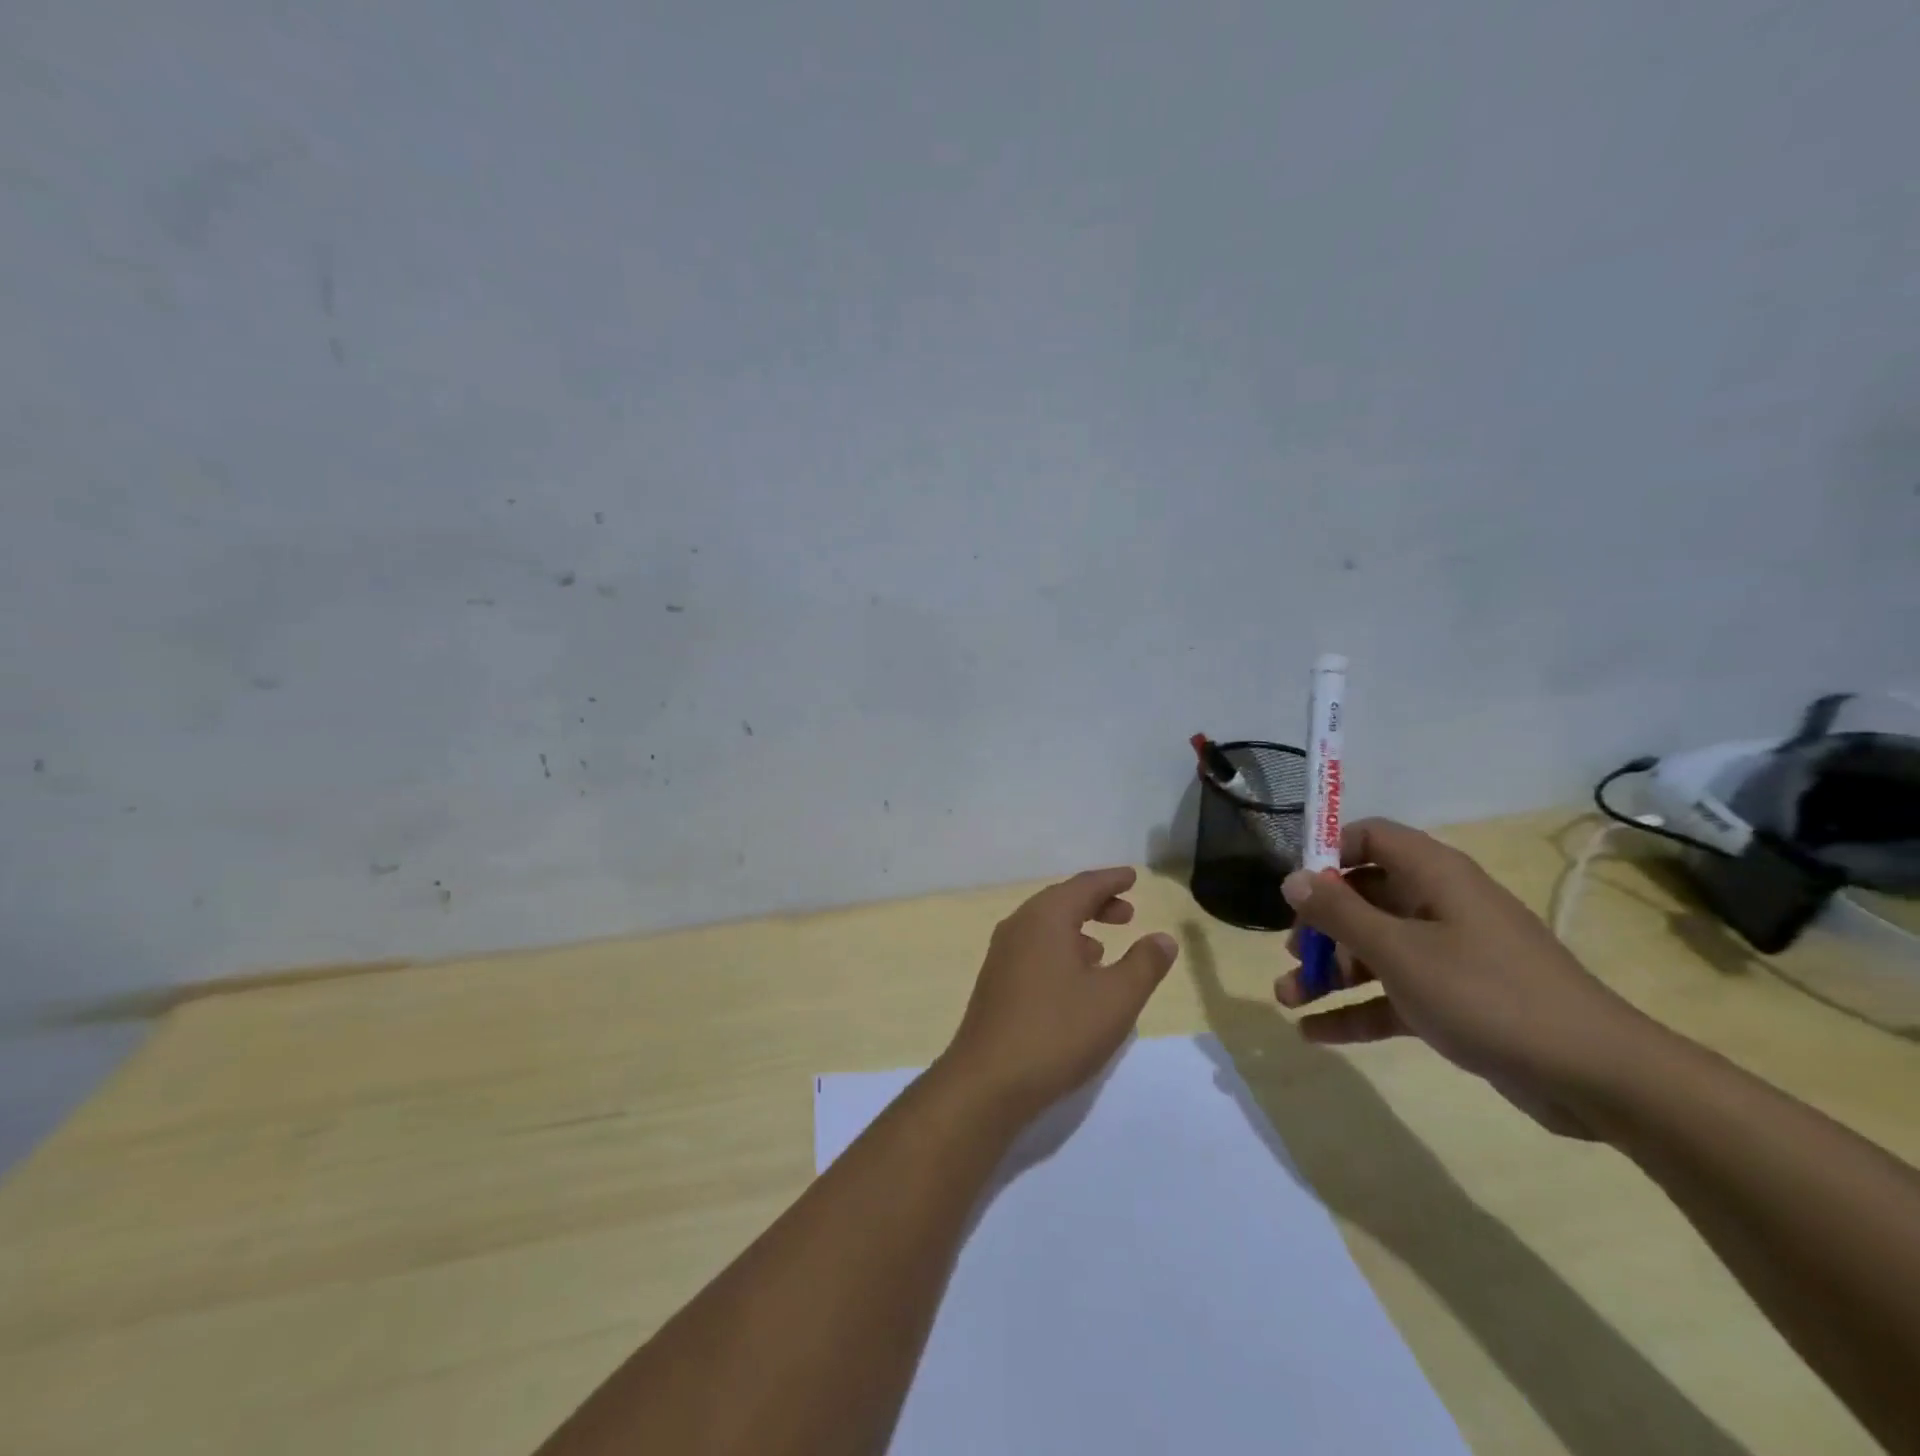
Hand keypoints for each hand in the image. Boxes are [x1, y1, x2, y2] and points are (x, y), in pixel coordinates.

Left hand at [938, 867, 1178, 1125]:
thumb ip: (1144, 964)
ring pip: (1046, 927)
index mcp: (1045, 918)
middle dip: (1096, 903)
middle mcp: (1019, 926)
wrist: (989, 1081)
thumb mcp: (1116, 999)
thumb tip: (1163, 938)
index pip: (1084, 885)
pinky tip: (1074, 979)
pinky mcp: (996, 982)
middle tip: (1127, 913)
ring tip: (1104, 948)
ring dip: (1077, 929)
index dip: (1112, 880)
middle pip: (1062, 901)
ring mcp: (1002, 954)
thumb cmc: (1058, 1031)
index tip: (1133, 877)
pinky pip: (1034, 949)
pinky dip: (1059, 950)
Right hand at [1274, 819, 1651, 1137]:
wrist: (1596, 1076)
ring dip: (1328, 972)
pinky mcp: (1456, 999)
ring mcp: (1449, 954)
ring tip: (1287, 998)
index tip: (1295, 889)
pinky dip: (1356, 1008)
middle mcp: (1439, 905)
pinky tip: (1314, 1032)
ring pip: (1373, 950)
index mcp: (1433, 876)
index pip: (1370, 838)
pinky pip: (1393, 993)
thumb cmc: (1487, 994)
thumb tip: (1292, 879)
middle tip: (1292, 954)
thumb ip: (1338, 912)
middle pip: (1363, 898)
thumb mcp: (1399, 951)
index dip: (1328, 854)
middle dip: (1319, 927)